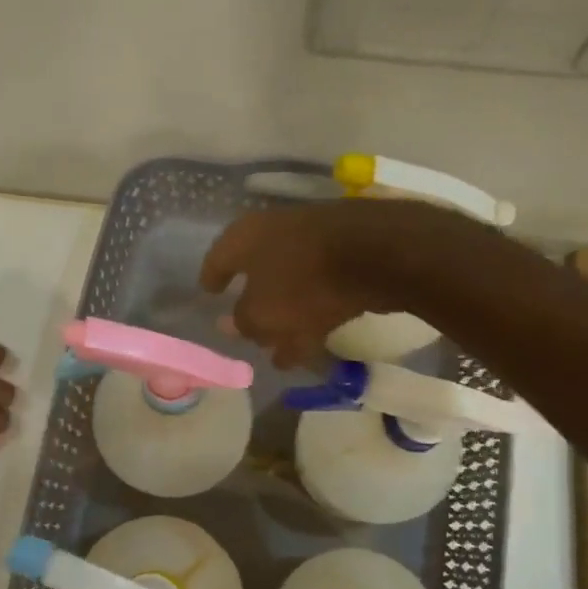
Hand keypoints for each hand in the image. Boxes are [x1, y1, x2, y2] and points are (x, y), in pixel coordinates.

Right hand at [200, 198, 480, 368]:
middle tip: (247, 334)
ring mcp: (315, 242)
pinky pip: (320, 292)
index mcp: (246, 237)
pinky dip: (312, 316)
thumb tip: (233, 325)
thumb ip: (244, 322)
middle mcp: (277, 232)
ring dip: (285, 320)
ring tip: (281, 356)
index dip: (212, 277)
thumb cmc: (302, 280)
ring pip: (291, 287)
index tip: (208, 293)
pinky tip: (313, 346)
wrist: (379, 255)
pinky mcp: (348, 257)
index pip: (219, 257)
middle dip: (254, 307)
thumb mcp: (262, 312)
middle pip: (258, 274)